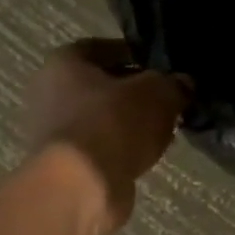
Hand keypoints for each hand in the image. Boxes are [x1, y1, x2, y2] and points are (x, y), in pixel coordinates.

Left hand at [25, 39, 189, 234]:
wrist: (82, 186)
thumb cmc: (113, 125)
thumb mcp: (157, 94)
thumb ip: (173, 84)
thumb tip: (183, 84)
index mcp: (65, 62)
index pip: (105, 48)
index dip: (137, 57)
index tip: (164, 71)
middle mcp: (51, 92)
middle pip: (104, 87)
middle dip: (137, 95)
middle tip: (169, 104)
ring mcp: (57, 132)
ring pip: (105, 120)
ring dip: (132, 125)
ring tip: (164, 132)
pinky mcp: (68, 164)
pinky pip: (104, 147)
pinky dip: (124, 150)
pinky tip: (147, 156)